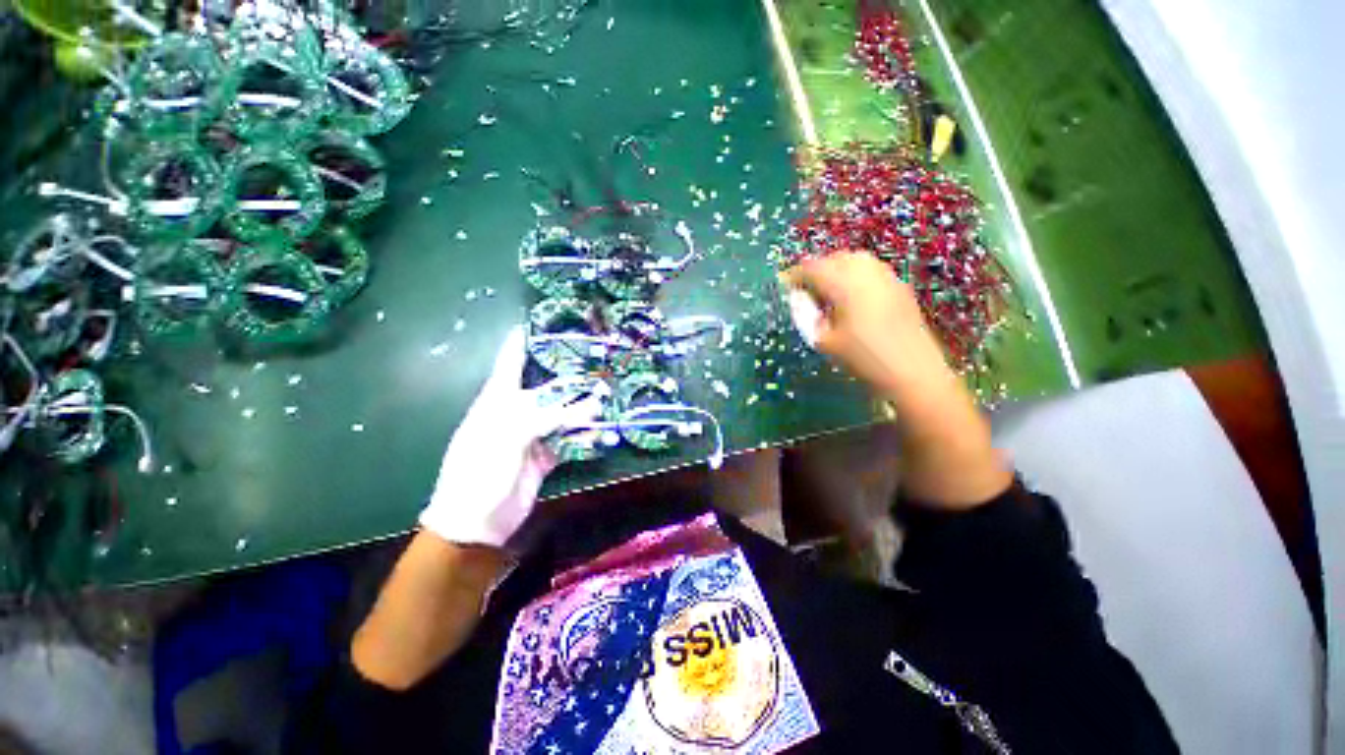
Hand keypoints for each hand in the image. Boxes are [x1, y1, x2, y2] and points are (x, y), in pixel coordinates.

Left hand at [419, 326, 600, 548]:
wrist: (476, 522)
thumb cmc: (481, 471)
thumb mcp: (509, 435)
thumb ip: (550, 416)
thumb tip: (591, 404)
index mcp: (497, 401)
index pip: (510, 364)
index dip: (520, 343)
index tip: (534, 323)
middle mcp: (516, 413)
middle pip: (546, 389)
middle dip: (568, 378)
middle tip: (595, 364)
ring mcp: (531, 435)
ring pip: (562, 414)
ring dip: (582, 409)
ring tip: (607, 397)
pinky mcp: (544, 456)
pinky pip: (568, 440)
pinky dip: (583, 437)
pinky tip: (600, 432)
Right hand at [782, 251, 951, 396]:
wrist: (913, 371)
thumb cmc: (862, 358)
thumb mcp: (824, 340)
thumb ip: (806, 315)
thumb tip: (798, 299)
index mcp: (844, 284)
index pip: (812, 268)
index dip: (795, 275)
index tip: (786, 285)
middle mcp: (866, 272)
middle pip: (834, 258)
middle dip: (817, 270)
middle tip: (805, 289)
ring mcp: (886, 276)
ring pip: (855, 259)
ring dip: (837, 269)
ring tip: (828, 291)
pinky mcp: (899, 286)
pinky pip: (871, 269)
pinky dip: (856, 275)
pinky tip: (852, 296)